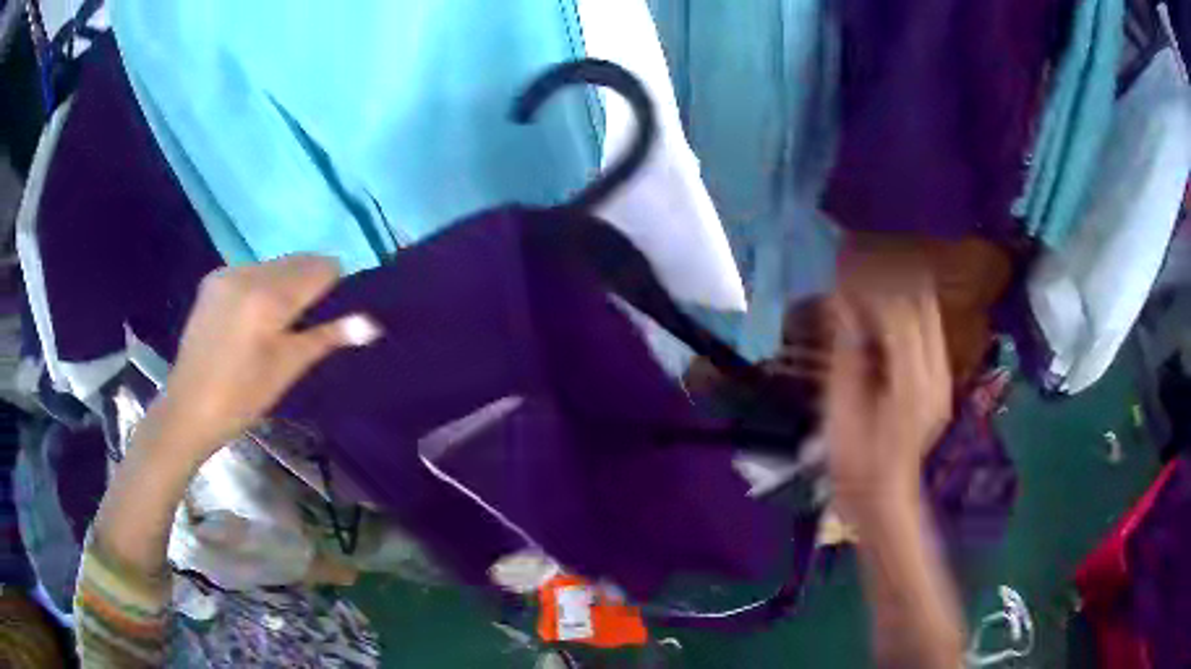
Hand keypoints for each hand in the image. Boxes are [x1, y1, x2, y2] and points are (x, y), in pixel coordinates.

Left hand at [159, 255, 380, 461]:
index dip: (335, 287)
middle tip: (305, 325)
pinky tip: (252, 319)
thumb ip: (327, 337)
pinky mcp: (212, 281)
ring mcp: (227, 274)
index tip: (332, 315)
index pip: (320, 267)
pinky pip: (251, 272)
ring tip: (276, 325)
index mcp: (269, 295)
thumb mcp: (287, 369)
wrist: (187, 409)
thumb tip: (372, 324)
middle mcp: (248, 272)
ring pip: (274, 265)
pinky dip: (262, 287)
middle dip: (309, 285)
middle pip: (297, 261)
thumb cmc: (241, 397)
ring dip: (285, 285)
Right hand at [825, 241, 951, 521]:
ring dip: (897, 291)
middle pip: (921, 301)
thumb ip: (846, 350)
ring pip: (928, 310)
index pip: (899, 311)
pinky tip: (879, 317)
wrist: (883, 498)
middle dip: (887, 279)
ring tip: (863, 288)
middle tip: (851, 273)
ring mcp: (943, 374)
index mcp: (912, 383)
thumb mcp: (841, 408)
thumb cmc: (855, 462)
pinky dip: (904, 312)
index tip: (839, 272)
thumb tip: (839, 301)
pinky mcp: (940, 378)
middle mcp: (936, 371)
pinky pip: (927, 328)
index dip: (868, 286)